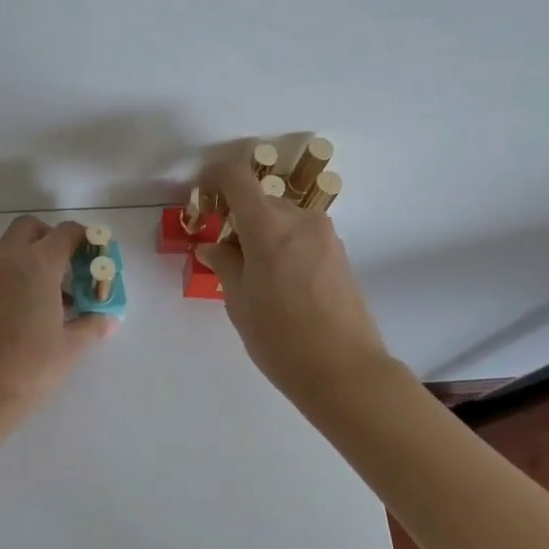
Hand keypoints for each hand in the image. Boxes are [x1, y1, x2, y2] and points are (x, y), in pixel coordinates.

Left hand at [0, 216, 115, 421]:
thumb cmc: (29, 367)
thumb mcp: (71, 347)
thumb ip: (92, 325)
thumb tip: (108, 318)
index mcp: (36, 265)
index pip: (66, 233)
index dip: (86, 240)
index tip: (97, 259)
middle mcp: (7, 261)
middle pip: (31, 228)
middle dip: (52, 238)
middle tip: (70, 268)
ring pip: (10, 249)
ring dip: (32, 258)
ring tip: (53, 297)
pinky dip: (14, 276)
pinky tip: (27, 312)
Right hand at [196, 157, 391, 404]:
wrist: (346, 372)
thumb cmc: (281, 339)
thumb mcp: (240, 303)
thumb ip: (224, 264)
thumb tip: (212, 246)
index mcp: (269, 227)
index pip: (237, 176)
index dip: (214, 177)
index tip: (202, 196)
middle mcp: (300, 220)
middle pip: (259, 199)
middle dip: (235, 216)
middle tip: (221, 252)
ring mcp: (324, 234)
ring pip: (281, 217)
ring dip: (260, 231)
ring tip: (251, 274)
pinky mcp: (338, 252)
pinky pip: (300, 233)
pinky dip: (282, 243)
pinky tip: (278, 282)